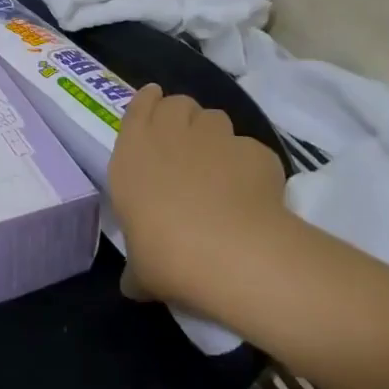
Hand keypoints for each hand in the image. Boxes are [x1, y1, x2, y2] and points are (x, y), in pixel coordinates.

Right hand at [108, 83, 287, 315]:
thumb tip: (134, 285)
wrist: (228, 251)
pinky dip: (248, 165)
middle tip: (184, 146)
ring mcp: (217, 136)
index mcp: (133, 150)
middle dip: (181, 117)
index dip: (148, 103)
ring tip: (218, 168)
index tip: (154, 109)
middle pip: (178, 103)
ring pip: (215, 118)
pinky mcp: (255, 150)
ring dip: (213, 135)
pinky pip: (249, 150)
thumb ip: (135, 268)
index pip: (139, 104)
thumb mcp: (140, 269)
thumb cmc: (164, 252)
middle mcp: (171, 131)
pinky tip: (251, 193)